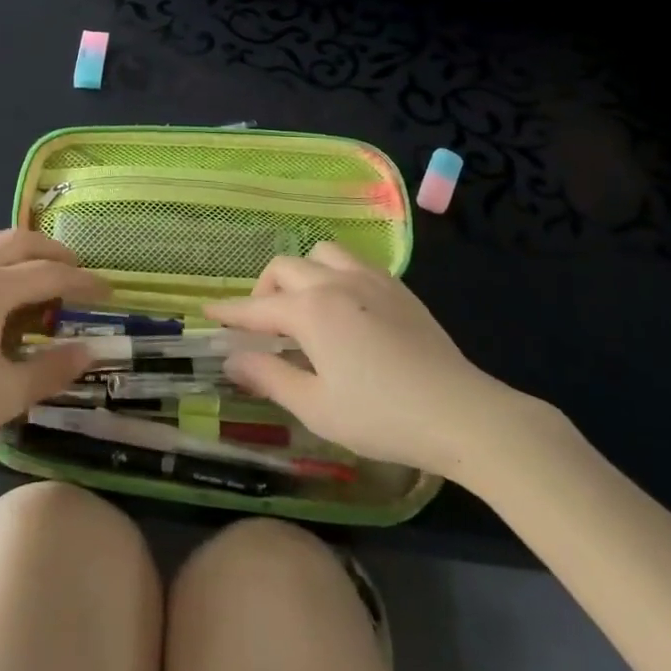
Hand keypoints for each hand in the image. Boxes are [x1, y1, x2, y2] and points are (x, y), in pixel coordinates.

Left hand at [0, 229, 105, 460]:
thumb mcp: (5, 393)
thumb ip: (51, 369)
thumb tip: (89, 351)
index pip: (51, 274)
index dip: (83, 281)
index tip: (107, 291)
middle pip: (21, 241)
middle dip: (54, 253)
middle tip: (76, 271)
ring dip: (19, 245)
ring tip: (34, 266)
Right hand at [207, 243, 548, 481]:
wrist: (461, 413)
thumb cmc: (381, 416)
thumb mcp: (316, 407)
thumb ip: (269, 377)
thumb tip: (232, 359)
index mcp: (311, 310)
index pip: (257, 307)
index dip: (229, 312)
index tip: (208, 312)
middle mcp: (336, 281)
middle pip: (285, 268)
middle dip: (264, 291)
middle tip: (262, 325)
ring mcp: (371, 280)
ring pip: (321, 253)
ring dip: (302, 273)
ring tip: (303, 308)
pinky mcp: (398, 288)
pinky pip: (353, 263)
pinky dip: (333, 274)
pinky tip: (343, 307)